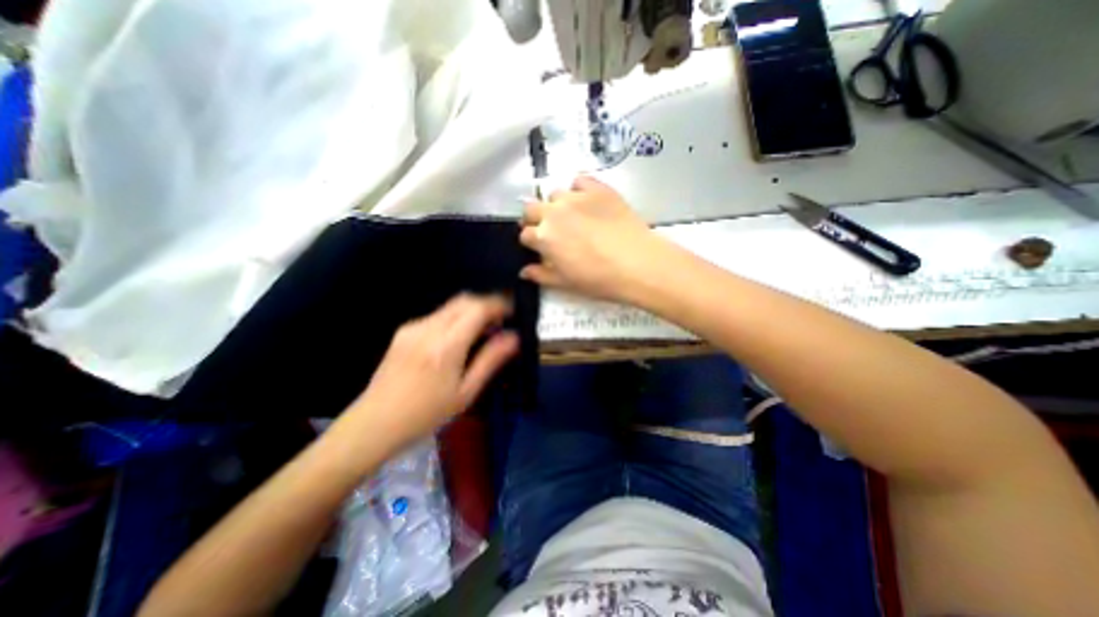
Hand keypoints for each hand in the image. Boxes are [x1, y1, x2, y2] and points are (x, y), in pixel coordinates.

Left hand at [346, 293, 520, 457]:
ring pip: (451, 306)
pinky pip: (438, 316)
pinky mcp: (404, 331)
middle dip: (486, 304)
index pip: (478, 308)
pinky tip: (457, 341)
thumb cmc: (426, 414)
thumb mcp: (466, 392)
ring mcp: (413, 327)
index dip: (499, 305)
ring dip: (471, 312)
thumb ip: (491, 360)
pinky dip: (455, 319)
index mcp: (446, 346)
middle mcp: (428, 328)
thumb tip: (514, 337)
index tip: (513, 312)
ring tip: (481, 333)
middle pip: (465, 300)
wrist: (375, 423)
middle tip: (500, 322)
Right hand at [520, 173, 673, 300]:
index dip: (531, 242)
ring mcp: (575, 197)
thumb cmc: (599, 279)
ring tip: (571, 216)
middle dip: (535, 219)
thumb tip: (524, 271)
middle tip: (549, 230)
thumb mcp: (566, 283)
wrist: (637, 264)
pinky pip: (579, 181)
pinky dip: (578, 189)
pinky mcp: (597, 188)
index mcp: (544, 237)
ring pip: (554, 194)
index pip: (525, 234)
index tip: (539, 247)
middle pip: (531, 208)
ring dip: (556, 205)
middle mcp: (554, 212)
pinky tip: (587, 201)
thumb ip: (541, 275)